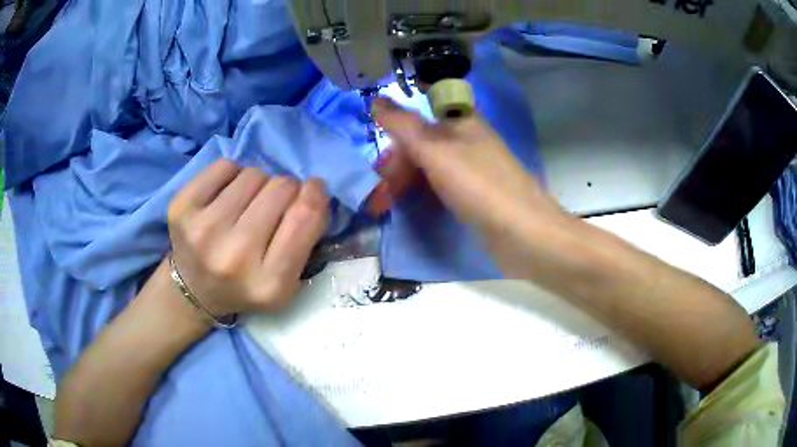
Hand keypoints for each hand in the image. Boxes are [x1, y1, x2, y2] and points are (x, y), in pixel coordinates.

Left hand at [167, 159, 328, 316]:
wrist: (194, 290)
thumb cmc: (246, 286)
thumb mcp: (286, 284)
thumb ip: (306, 240)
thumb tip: (315, 190)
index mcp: (268, 284)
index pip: (305, 217)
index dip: (316, 194)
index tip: (314, 189)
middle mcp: (234, 257)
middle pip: (281, 188)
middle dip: (287, 189)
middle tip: (276, 203)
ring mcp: (203, 230)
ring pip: (254, 173)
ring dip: (259, 183)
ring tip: (248, 203)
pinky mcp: (181, 208)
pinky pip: (225, 166)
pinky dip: (233, 175)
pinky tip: (226, 197)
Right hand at [373, 97, 561, 233]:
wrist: (522, 232)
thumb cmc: (478, 184)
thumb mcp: (434, 149)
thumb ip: (403, 124)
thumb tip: (376, 99)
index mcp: (461, 118)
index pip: (422, 103)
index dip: (397, 115)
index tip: (378, 136)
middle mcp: (466, 137)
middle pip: (422, 136)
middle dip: (397, 157)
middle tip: (381, 184)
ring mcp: (471, 165)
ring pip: (429, 161)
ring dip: (405, 176)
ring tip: (385, 201)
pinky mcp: (473, 190)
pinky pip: (439, 181)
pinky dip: (421, 188)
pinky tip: (409, 201)